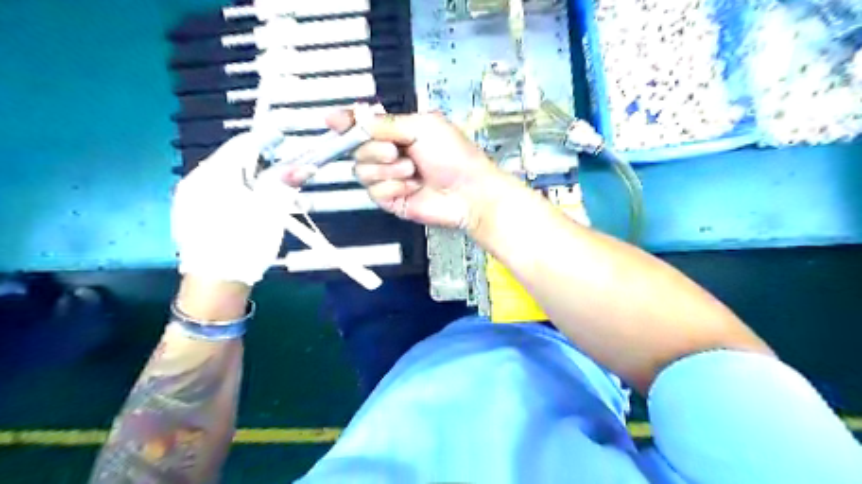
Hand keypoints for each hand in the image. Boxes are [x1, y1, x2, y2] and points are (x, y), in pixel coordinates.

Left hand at [173, 130, 297, 285]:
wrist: (215, 283)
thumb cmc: (245, 244)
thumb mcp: (271, 211)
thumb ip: (285, 184)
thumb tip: (304, 166)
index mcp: (214, 175)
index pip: (242, 144)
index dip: (266, 139)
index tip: (284, 140)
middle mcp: (196, 180)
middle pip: (233, 160)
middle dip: (261, 162)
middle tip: (283, 171)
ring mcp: (189, 197)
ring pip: (226, 177)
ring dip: (251, 178)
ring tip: (272, 192)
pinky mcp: (190, 213)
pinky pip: (217, 192)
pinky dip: (238, 192)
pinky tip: (251, 207)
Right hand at [328, 111, 505, 228]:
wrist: (468, 192)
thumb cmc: (455, 156)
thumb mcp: (423, 127)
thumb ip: (387, 123)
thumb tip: (357, 115)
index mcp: (398, 132)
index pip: (363, 125)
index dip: (345, 122)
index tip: (332, 120)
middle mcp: (390, 154)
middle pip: (356, 149)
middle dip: (374, 149)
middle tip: (396, 151)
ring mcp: (390, 178)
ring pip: (362, 171)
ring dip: (387, 170)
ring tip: (412, 171)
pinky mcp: (391, 199)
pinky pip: (374, 192)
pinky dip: (393, 188)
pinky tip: (412, 187)